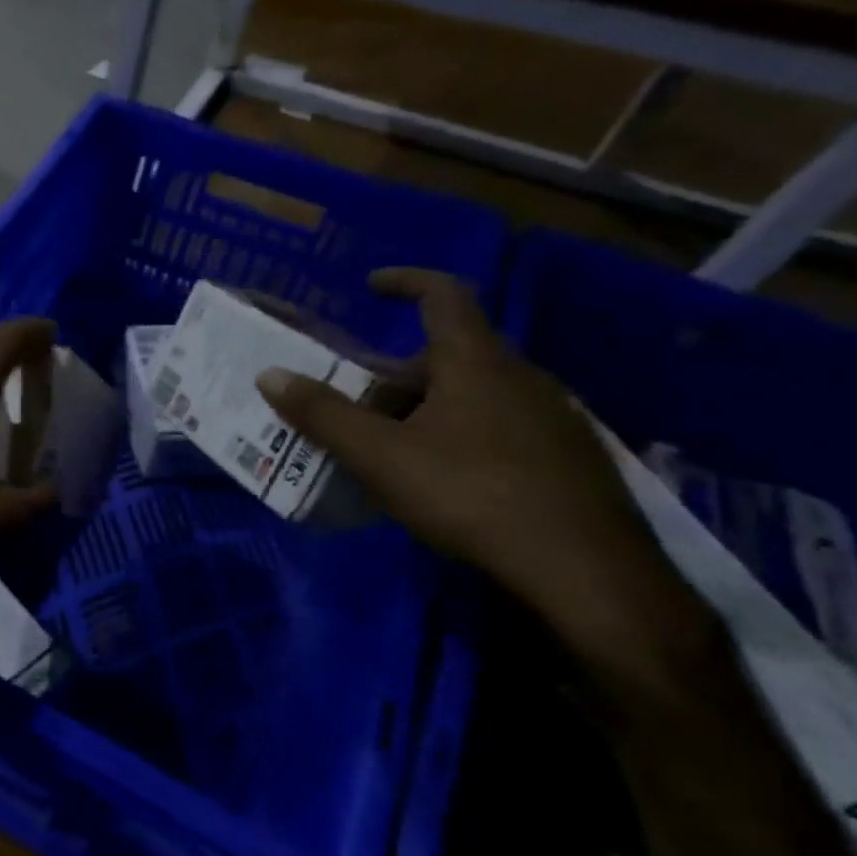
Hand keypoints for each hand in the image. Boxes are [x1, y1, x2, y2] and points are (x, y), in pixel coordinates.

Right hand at [257, 268, 713, 688]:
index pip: (444, 296)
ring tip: (385, 445)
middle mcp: (521, 378)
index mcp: (477, 363)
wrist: (587, 573)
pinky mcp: (566, 459)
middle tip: (354, 401)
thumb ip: (322, 414)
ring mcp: (551, 419)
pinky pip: (497, 427)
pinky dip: (457, 434)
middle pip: (448, 356)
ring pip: (473, 395)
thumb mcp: (380, 455)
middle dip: (394, 373)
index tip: (370, 285)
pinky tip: (438, 479)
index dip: (405, 282)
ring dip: (425, 407)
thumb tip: (269, 374)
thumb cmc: (472, 495)